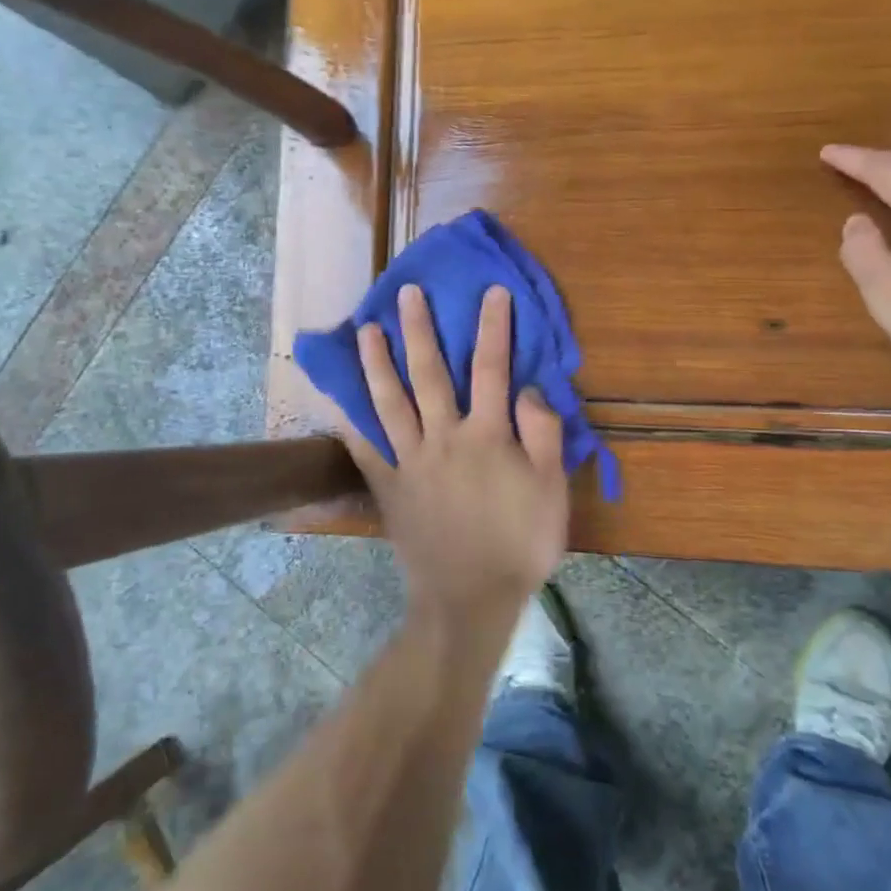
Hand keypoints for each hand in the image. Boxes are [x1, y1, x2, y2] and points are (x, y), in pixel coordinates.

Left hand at [336, 283, 569, 614]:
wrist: (470, 598)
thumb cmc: (520, 544)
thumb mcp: (551, 490)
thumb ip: (543, 434)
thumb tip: (527, 388)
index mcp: (488, 435)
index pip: (492, 369)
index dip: (493, 327)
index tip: (491, 292)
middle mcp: (445, 437)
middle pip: (430, 374)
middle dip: (420, 330)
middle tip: (406, 294)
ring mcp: (411, 462)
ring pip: (389, 403)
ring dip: (377, 363)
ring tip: (366, 330)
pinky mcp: (390, 488)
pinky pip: (366, 451)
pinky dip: (351, 425)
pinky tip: (339, 402)